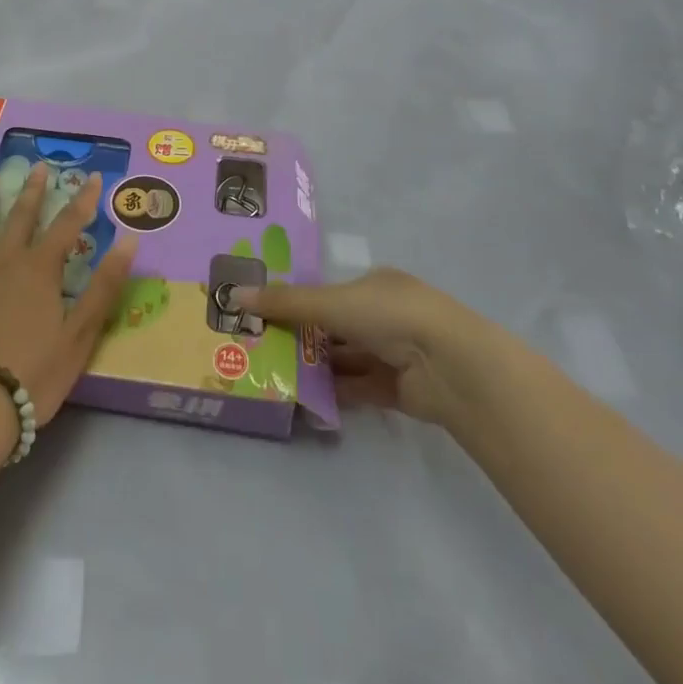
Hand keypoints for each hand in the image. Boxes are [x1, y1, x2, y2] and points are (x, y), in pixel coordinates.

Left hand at [0, 163, 137, 426]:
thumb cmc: (33, 373)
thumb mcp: (80, 334)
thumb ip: (104, 285)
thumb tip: (130, 239)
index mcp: (41, 269)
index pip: (68, 224)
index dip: (83, 199)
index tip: (94, 176)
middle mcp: (7, 260)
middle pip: (21, 216)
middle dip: (32, 189)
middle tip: (37, 166)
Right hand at [232, 268, 500, 429]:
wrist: (449, 364)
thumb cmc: (389, 314)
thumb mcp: (330, 302)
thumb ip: (285, 303)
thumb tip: (234, 295)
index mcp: (373, 285)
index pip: (328, 291)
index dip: (298, 301)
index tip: (264, 312)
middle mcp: (384, 315)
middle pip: (335, 326)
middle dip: (302, 336)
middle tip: (260, 345)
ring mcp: (393, 353)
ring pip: (345, 358)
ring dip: (316, 365)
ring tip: (274, 373)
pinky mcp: (397, 389)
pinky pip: (357, 387)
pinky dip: (334, 391)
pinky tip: (304, 398)